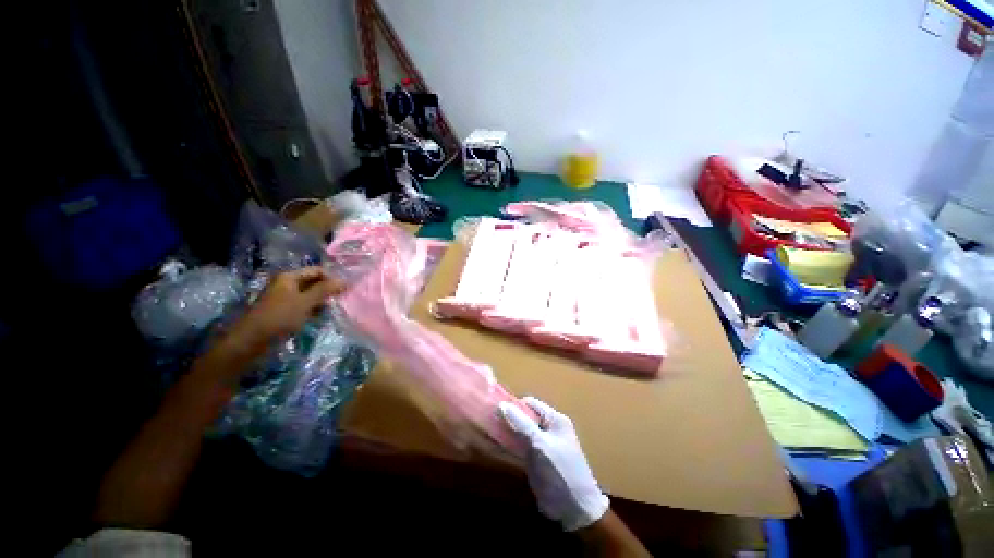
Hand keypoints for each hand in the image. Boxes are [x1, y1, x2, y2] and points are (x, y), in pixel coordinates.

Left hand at [239, 267, 343, 341]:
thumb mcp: (304, 302)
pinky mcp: (284, 311)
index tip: (345, 290)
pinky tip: (321, 317)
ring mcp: (285, 298)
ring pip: (310, 295)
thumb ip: (325, 290)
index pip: (317, 271)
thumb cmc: (279, 318)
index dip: (332, 278)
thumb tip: (345, 281)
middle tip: (341, 300)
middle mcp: (286, 284)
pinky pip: (304, 306)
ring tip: (333, 309)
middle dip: (328, 290)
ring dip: (322, 301)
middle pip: (314, 282)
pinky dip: (314, 310)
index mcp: (289, 277)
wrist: (251, 342)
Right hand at [499, 397, 609, 531]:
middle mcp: (549, 428)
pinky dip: (510, 443)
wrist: (574, 510)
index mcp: (555, 419)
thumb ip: (522, 424)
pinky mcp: (536, 458)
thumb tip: (503, 404)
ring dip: (508, 430)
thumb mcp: (541, 445)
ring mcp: (542, 444)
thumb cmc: (560, 472)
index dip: (514, 405)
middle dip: (509, 418)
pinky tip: (497, 444)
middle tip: (489, 421)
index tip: (495, 410)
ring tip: (489, 430)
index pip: (530, 404)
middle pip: (525, 416)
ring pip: (521, 431)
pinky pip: (520, 445)